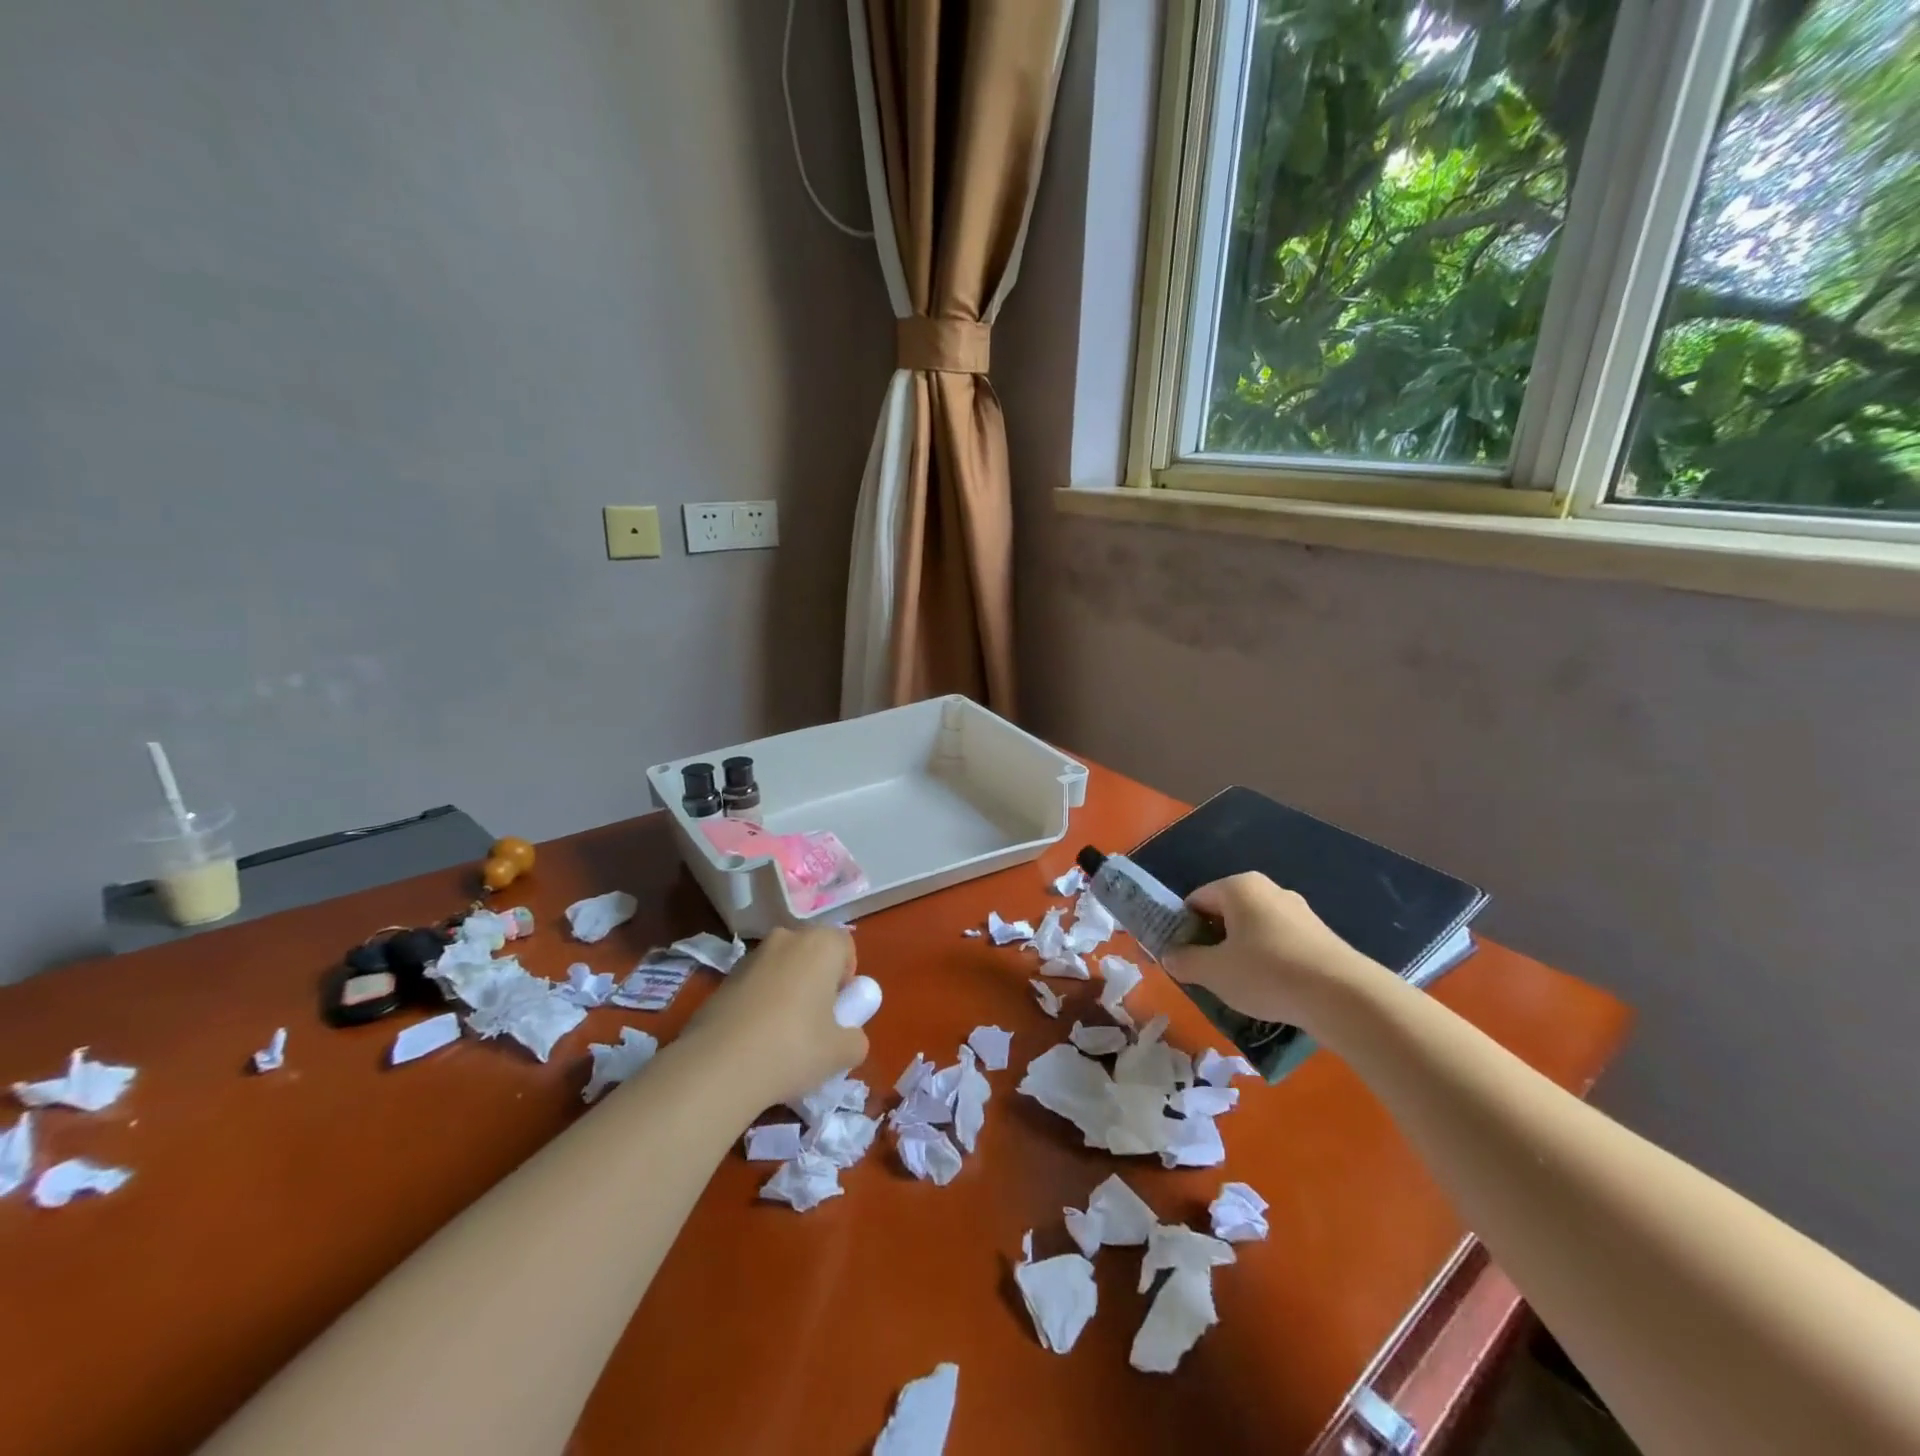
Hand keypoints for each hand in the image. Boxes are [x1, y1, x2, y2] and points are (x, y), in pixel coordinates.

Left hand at [684, 926, 868, 1104]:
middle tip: (815, 1023)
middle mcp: (786, 939)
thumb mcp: (842, 1053)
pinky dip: (759, 1004)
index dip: (847, 977)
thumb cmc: (793, 1048)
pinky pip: (754, 986)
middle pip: (811, 954)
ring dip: (786, 992)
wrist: (718, 1067)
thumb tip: (848, 1038)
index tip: (839, 1010)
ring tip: (780, 1037)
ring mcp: (750, 957)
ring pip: (781, 969)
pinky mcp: (722, 980)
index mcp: (820, 944)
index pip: (845, 946)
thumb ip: (855, 1039)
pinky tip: (753, 1042)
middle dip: (816, 981)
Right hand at [1162, 873, 1371, 1028]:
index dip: (1184, 928)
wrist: (1343, 996)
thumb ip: (1185, 961)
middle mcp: (1269, 890)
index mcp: (1239, 887)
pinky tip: (1272, 991)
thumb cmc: (1266, 973)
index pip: (1197, 900)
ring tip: (1241, 987)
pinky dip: (1270, 962)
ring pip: (1255, 930)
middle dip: (1214, 941)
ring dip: (1242, 954)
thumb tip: (1170, 956)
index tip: (1183, 958)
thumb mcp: (1213, 972)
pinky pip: (1280, 944)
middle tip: (1208, 974)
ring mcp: (1299, 912)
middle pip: (1227, 913)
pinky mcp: (1320, 936)